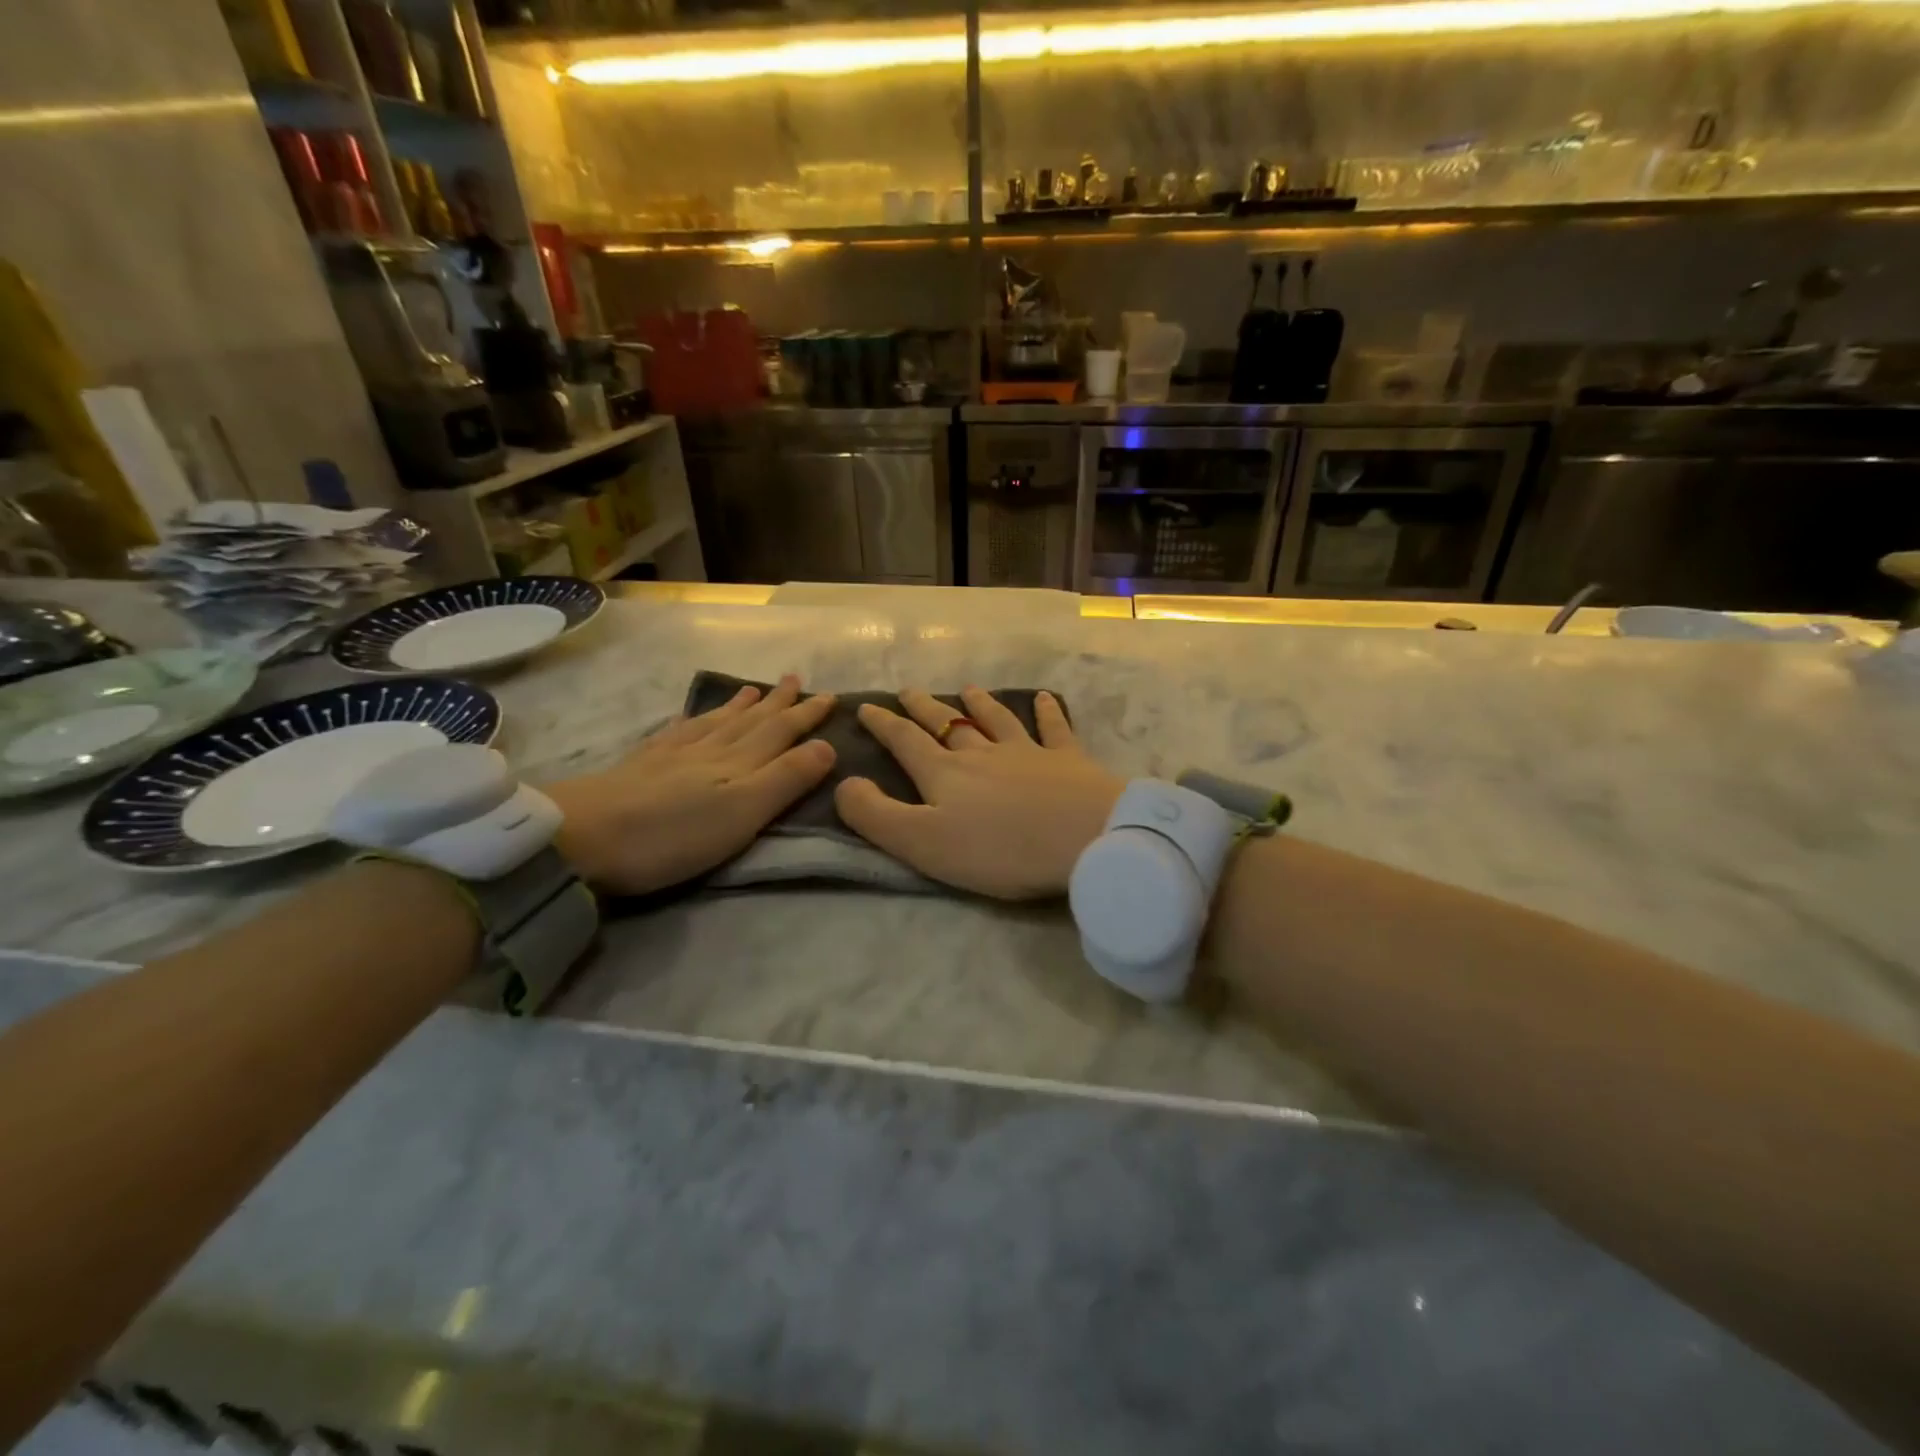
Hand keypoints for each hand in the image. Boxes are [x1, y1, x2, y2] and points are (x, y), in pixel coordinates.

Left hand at [547, 675, 835, 894]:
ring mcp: (672, 755)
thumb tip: (827, 745)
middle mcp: (709, 750)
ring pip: (716, 722)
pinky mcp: (642, 766)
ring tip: (752, 690)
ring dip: (740, 707)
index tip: (830, 696)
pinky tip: (690, 718)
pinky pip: (678, 733)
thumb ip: (786, 778)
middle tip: (794, 679)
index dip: (806, 714)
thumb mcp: (743, 812)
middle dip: (777, 702)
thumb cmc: (673, 833)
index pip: (781, 731)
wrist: (582, 836)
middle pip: (750, 721)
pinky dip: (693, 721)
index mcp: (738, 763)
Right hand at [834, 686, 1122, 899]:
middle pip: (947, 724)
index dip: (883, 724)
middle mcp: (982, 754)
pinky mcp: (1067, 760)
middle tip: (908, 690)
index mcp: (944, 774)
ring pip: (996, 720)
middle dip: (923, 708)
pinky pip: (1053, 728)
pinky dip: (1047, 712)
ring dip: (979, 704)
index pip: (905, 742)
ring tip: (967, 689)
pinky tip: (1045, 698)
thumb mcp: (923, 843)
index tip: (865, 706)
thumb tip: (843, 783)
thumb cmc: (999, 849)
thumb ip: (876, 815)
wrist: (1084, 839)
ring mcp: (1027, 752)